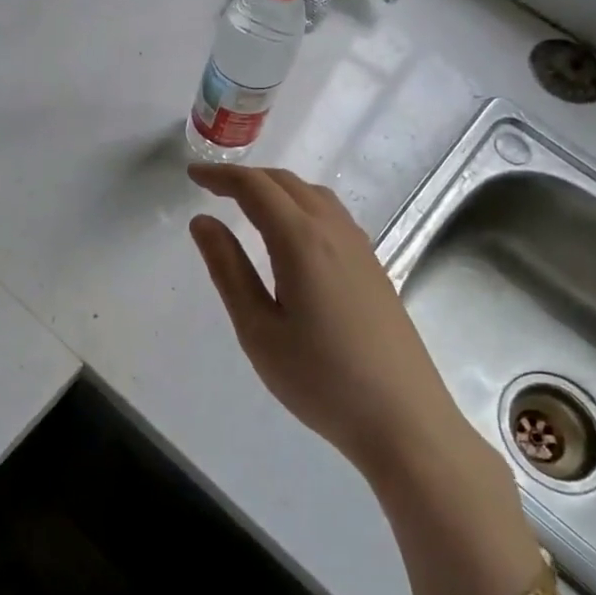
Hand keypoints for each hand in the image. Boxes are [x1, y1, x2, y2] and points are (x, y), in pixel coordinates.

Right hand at [186, 164, 485, 488]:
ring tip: (248, 205)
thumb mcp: (258, 328)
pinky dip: (301, 205)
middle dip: (246, 178)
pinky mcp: (374, 267)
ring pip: (314, 195)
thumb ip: (228, 269)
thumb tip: (203, 221)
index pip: (256, 188)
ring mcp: (361, 248)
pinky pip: (332, 215)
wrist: (403, 419)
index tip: (192, 175)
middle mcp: (334, 232)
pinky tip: (291, 235)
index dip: (221, 176)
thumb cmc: (319, 379)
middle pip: (286, 183)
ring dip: (276, 188)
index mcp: (301, 241)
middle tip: (212, 188)